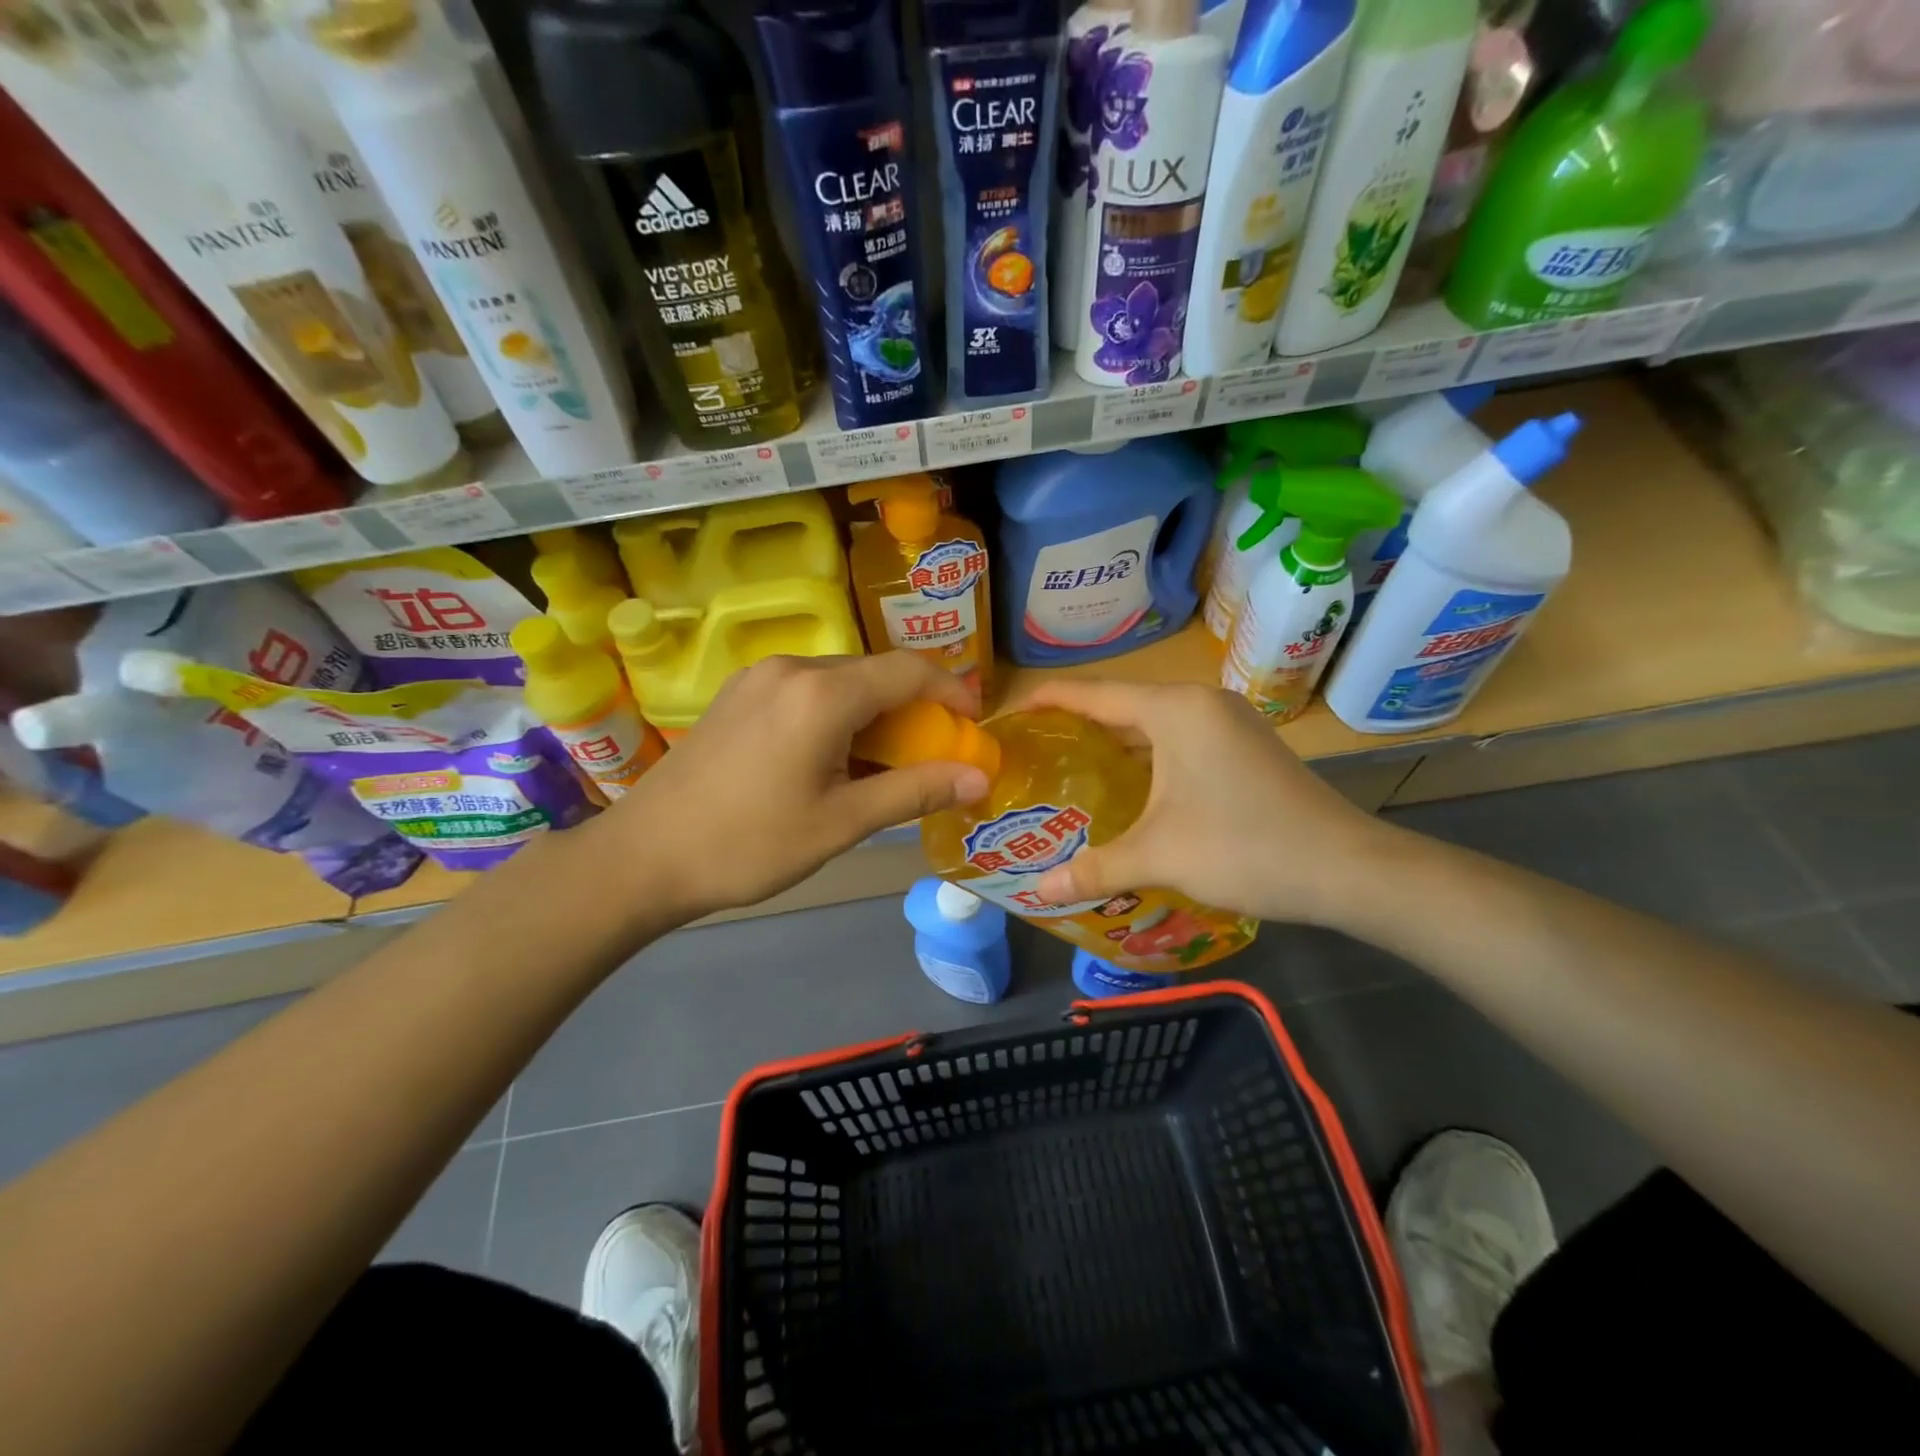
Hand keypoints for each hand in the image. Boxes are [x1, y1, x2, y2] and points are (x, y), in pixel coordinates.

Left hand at [607, 652, 989, 919]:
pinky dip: (839, 714)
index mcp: (822, 693)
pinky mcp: (738, 693)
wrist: (643, 857)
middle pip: (875, 672)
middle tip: (932, 755)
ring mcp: (759, 677)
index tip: (973, 724)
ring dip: (875, 713)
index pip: (909, 670)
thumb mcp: (842, 823)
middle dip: (914, 708)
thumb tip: (980, 778)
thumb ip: (915, 791)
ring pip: (841, 681)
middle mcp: (792, 667)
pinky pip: (807, 690)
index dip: (952, 691)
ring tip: (885, 763)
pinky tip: (833, 757)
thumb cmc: (749, 845)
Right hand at [1024, 681, 1389, 925]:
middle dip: (1077, 725)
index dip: (1047, 699)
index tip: (1009, 711)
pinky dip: (1146, 755)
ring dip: (1114, 743)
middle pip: (1122, 705)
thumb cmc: (1244, 847)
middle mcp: (1201, 703)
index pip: (1093, 693)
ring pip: (1154, 723)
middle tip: (1033, 751)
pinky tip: (1128, 786)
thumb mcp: (1159, 855)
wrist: (1347, 869)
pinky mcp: (1245, 746)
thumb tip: (1040, 893)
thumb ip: (1094, 868)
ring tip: (1069, 767)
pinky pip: (1179, 739)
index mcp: (1175, 710)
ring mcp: (1228, 722)